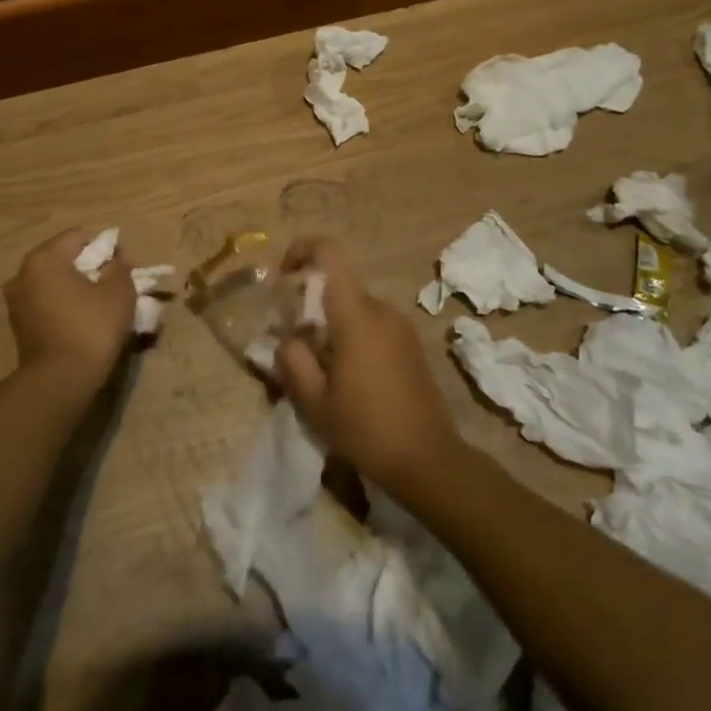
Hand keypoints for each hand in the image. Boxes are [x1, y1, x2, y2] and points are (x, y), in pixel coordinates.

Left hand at [3, 230, 137, 398]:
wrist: (60, 381)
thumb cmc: (91, 327)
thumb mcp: (119, 292)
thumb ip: (120, 267)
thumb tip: (115, 261)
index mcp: (44, 258)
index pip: (79, 237)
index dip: (105, 249)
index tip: (122, 270)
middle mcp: (22, 274)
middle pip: (64, 259)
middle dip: (90, 269)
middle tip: (114, 288)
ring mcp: (16, 301)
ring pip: (54, 283)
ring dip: (77, 289)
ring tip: (100, 308)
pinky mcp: (19, 326)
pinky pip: (47, 304)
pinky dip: (65, 307)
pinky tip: (82, 324)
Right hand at [274, 237, 461, 491]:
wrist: (428, 461)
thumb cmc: (366, 429)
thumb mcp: (313, 401)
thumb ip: (291, 360)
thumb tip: (288, 339)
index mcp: (356, 316)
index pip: (330, 254)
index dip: (301, 250)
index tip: (282, 275)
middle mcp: (381, 310)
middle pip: (338, 285)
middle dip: (309, 302)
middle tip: (292, 340)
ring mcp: (400, 327)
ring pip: (354, 307)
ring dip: (330, 323)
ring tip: (318, 366)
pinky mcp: (411, 345)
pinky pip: (372, 324)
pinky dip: (351, 335)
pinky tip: (346, 376)